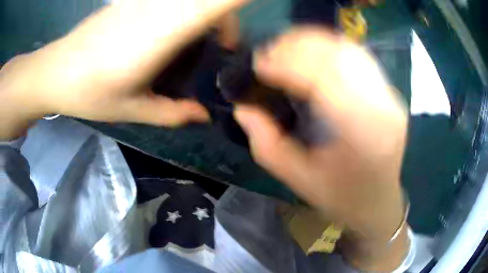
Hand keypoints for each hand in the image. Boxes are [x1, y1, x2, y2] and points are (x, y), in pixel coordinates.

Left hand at [0, 0, 244, 139]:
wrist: (56, 71)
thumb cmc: (90, 93)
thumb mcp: (133, 110)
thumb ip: (173, 112)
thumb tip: (204, 115)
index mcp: (161, 33)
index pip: (212, 4)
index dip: (236, 1)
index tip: (249, 12)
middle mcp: (157, 8)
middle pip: (209, 0)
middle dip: (227, 19)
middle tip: (225, 45)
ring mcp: (144, 1)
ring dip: (207, 13)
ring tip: (200, 40)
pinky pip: (171, 0)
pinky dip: (184, 10)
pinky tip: (171, 31)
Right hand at [234, 27, 408, 270]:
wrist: (378, 201)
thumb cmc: (342, 198)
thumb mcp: (299, 180)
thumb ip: (267, 145)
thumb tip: (243, 109)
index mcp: (363, 134)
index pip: (324, 80)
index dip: (287, 65)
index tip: (258, 65)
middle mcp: (383, 107)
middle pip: (340, 56)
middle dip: (298, 47)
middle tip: (268, 53)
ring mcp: (390, 96)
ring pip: (350, 50)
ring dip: (314, 42)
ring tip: (286, 49)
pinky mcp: (389, 92)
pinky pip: (358, 57)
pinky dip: (330, 48)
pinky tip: (311, 53)